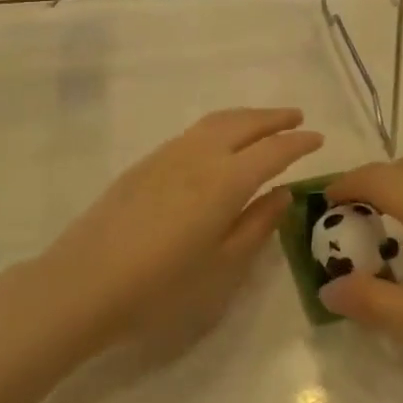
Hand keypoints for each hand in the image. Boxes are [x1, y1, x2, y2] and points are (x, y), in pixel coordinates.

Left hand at [26, 109, 322, 358]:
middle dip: (274, 117)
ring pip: (217, 121)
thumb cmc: (161, 286)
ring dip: (246, 116)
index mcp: (226, 180)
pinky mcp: (147, 162)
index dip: (298, 143)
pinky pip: (195, 131)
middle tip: (297, 117)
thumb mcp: (222, 267)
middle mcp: (201, 155)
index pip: (273, 151)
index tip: (318, 137)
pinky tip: (219, 141)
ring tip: (263, 122)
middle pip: (245, 123)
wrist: (83, 283)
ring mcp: (170, 154)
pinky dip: (220, 125)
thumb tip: (283, 193)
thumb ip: (257, 226)